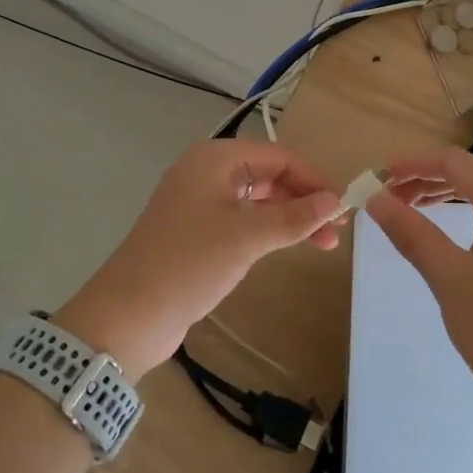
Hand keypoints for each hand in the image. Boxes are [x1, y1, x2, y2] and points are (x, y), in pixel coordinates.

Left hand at [55, 141, 343, 375]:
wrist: (128, 315)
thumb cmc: (189, 264)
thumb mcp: (247, 237)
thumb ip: (294, 217)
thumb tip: (335, 200)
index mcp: (214, 159)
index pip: (279, 156)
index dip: (314, 180)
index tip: (344, 208)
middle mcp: (206, 172)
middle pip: (268, 175)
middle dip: (304, 200)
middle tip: (337, 231)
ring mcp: (198, 202)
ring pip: (256, 199)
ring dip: (289, 217)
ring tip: (322, 243)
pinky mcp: (195, 231)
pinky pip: (241, 219)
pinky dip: (267, 229)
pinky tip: (285, 246)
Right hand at [367, 147, 472, 414]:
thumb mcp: (448, 277)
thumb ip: (411, 232)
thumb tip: (376, 199)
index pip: (455, 162)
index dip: (413, 163)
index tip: (378, 176)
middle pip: (472, 175)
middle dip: (427, 180)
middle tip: (388, 198)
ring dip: (447, 197)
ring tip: (410, 212)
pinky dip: (469, 216)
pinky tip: (450, 236)